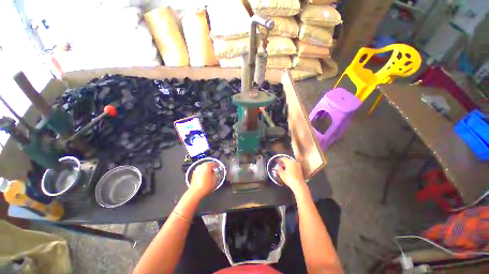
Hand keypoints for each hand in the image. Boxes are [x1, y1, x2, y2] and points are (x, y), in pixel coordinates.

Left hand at [189, 162, 217, 198]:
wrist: (196, 192)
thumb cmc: (206, 186)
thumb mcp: (214, 179)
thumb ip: (214, 174)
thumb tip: (213, 172)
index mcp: (206, 166)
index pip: (213, 163)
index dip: (216, 164)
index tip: (218, 166)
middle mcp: (201, 167)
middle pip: (207, 164)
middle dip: (210, 166)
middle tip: (214, 169)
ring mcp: (196, 170)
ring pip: (202, 167)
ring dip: (206, 169)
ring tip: (209, 173)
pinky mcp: (193, 174)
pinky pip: (200, 171)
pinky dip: (203, 172)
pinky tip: (205, 176)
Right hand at [277, 158, 307, 194]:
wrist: (299, 185)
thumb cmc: (289, 179)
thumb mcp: (281, 174)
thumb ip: (279, 169)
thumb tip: (278, 166)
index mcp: (289, 162)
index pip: (283, 158)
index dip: (279, 160)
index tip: (276, 161)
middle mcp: (294, 162)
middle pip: (287, 160)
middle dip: (283, 162)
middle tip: (279, 164)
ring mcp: (298, 166)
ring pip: (291, 163)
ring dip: (287, 165)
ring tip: (283, 168)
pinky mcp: (300, 170)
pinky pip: (294, 166)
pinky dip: (290, 167)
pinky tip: (288, 171)